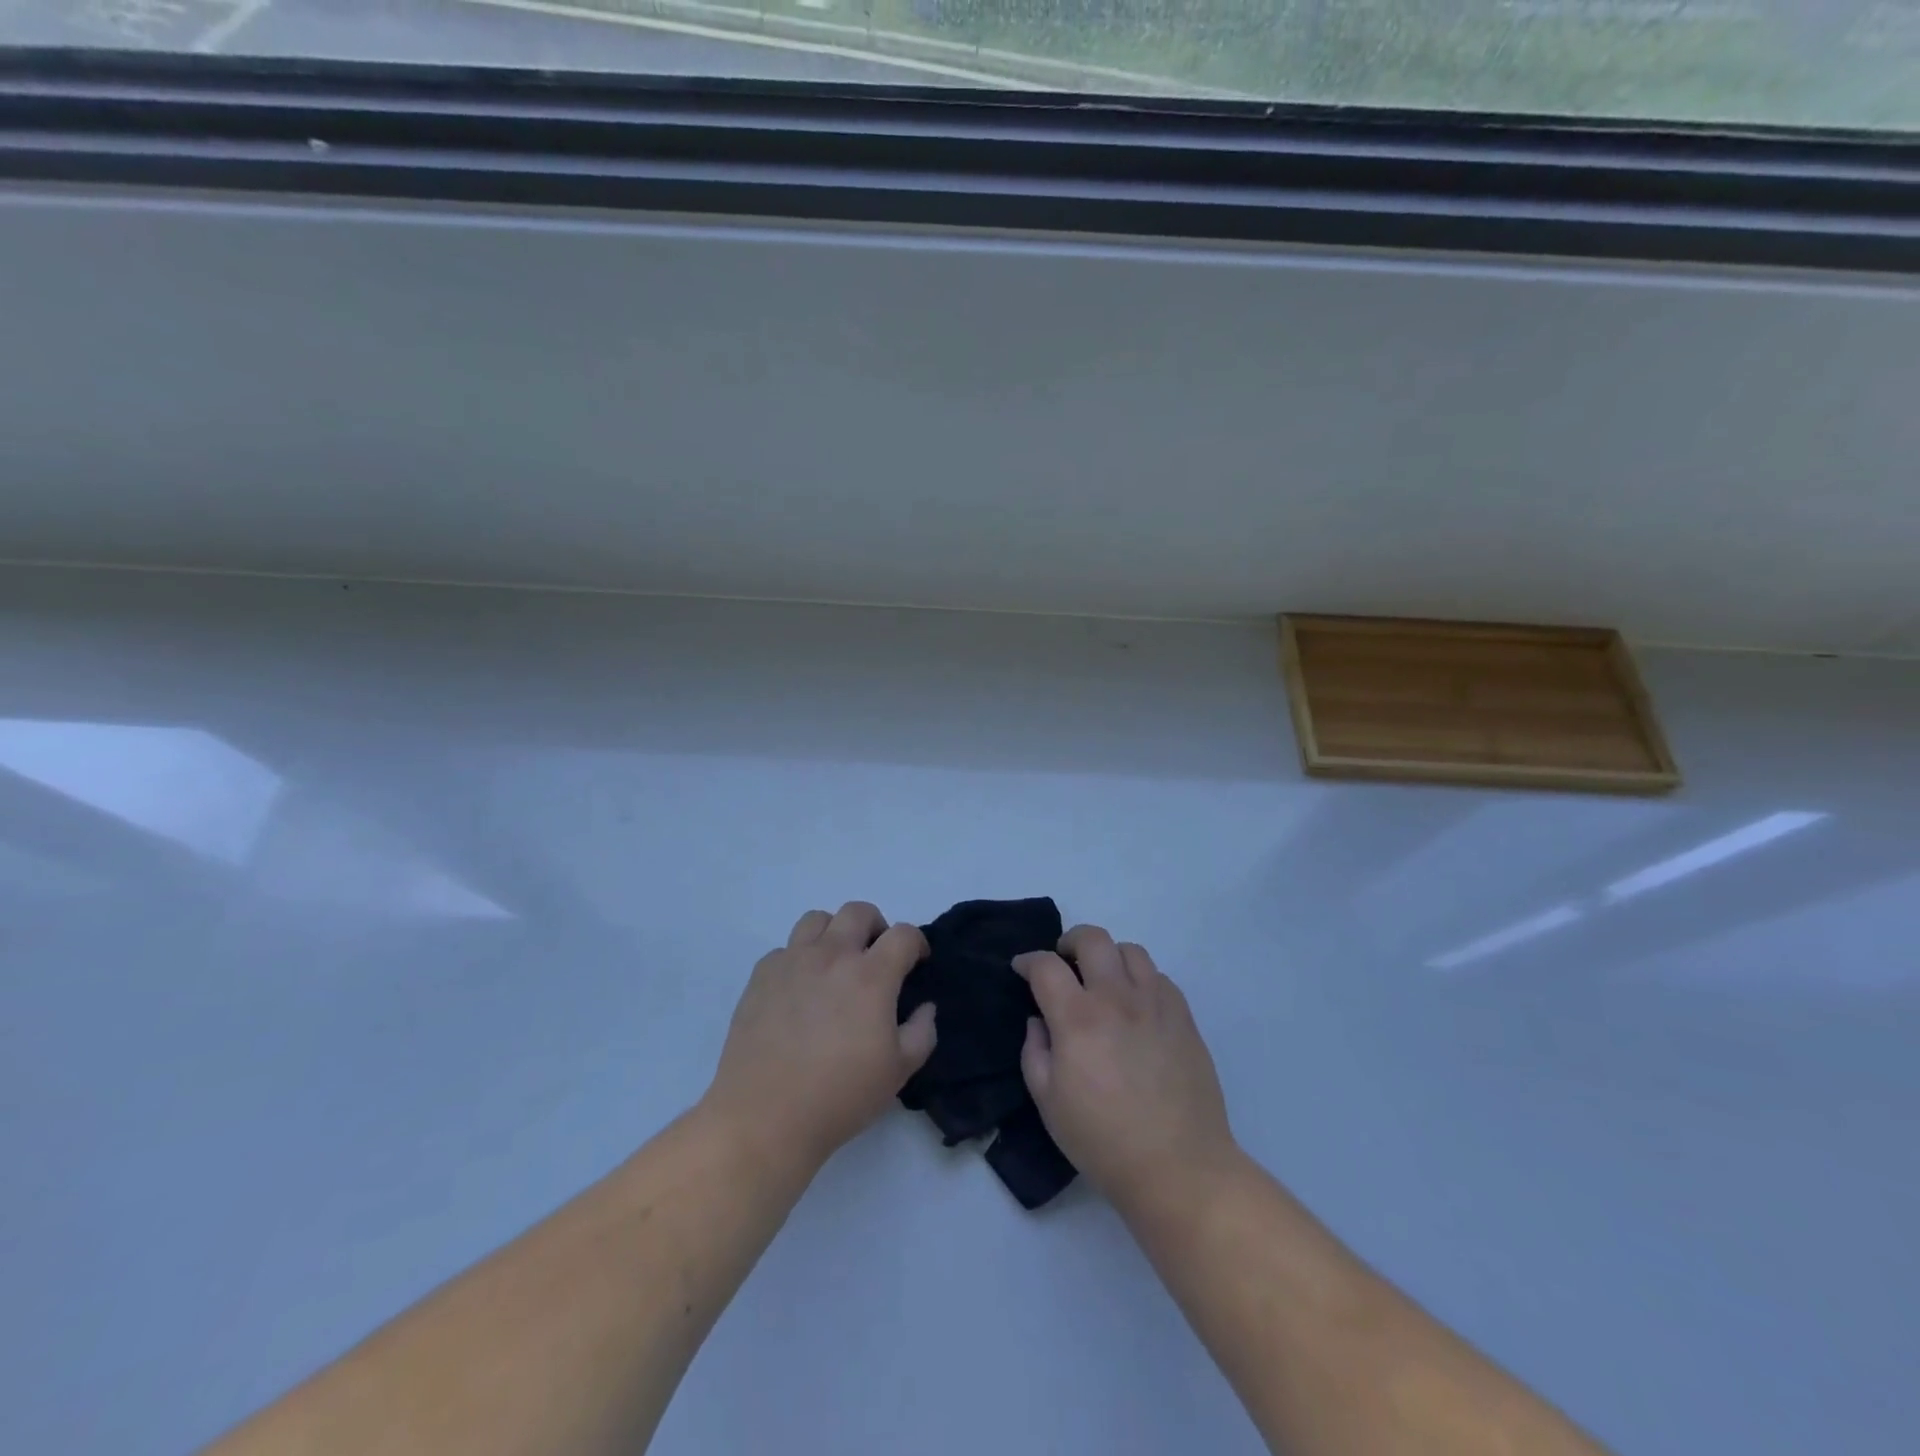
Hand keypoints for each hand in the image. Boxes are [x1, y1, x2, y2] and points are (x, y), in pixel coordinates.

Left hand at [703, 903, 936, 1174]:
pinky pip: (785, 949)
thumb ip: (922, 1031)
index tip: (917, 961)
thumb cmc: (840, 1095)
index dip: (916, 942)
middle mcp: (832, 955)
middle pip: (858, 911)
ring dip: (835, 932)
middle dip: (876, 927)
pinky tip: (800, 990)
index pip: (903, 934)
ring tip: (836, 963)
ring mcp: (793, 961)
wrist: (765, 1116)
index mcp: (871, 975)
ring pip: (817, 919)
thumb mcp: (899, 1071)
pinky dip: (799, 959)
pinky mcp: (761, 976)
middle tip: (876, 957)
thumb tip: (924, 1006)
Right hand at [1015, 926, 1238, 1215]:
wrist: (1178, 1167)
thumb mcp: (1048, 1102)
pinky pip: (1160, 978)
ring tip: (1103, 980)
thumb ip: (1035, 1052)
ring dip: (1109, 957)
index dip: (1028, 961)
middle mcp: (1117, 999)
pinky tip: (1135, 1005)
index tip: (1021, 969)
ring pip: (1131, 951)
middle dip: (1070, 941)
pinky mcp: (1184, 1018)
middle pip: (1093, 939)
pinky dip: (1140, 979)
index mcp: (1078, 1018)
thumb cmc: (1103, 1141)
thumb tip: (1039, 1021)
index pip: (1047, 966)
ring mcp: (1155, 1004)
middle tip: (1063, 962)